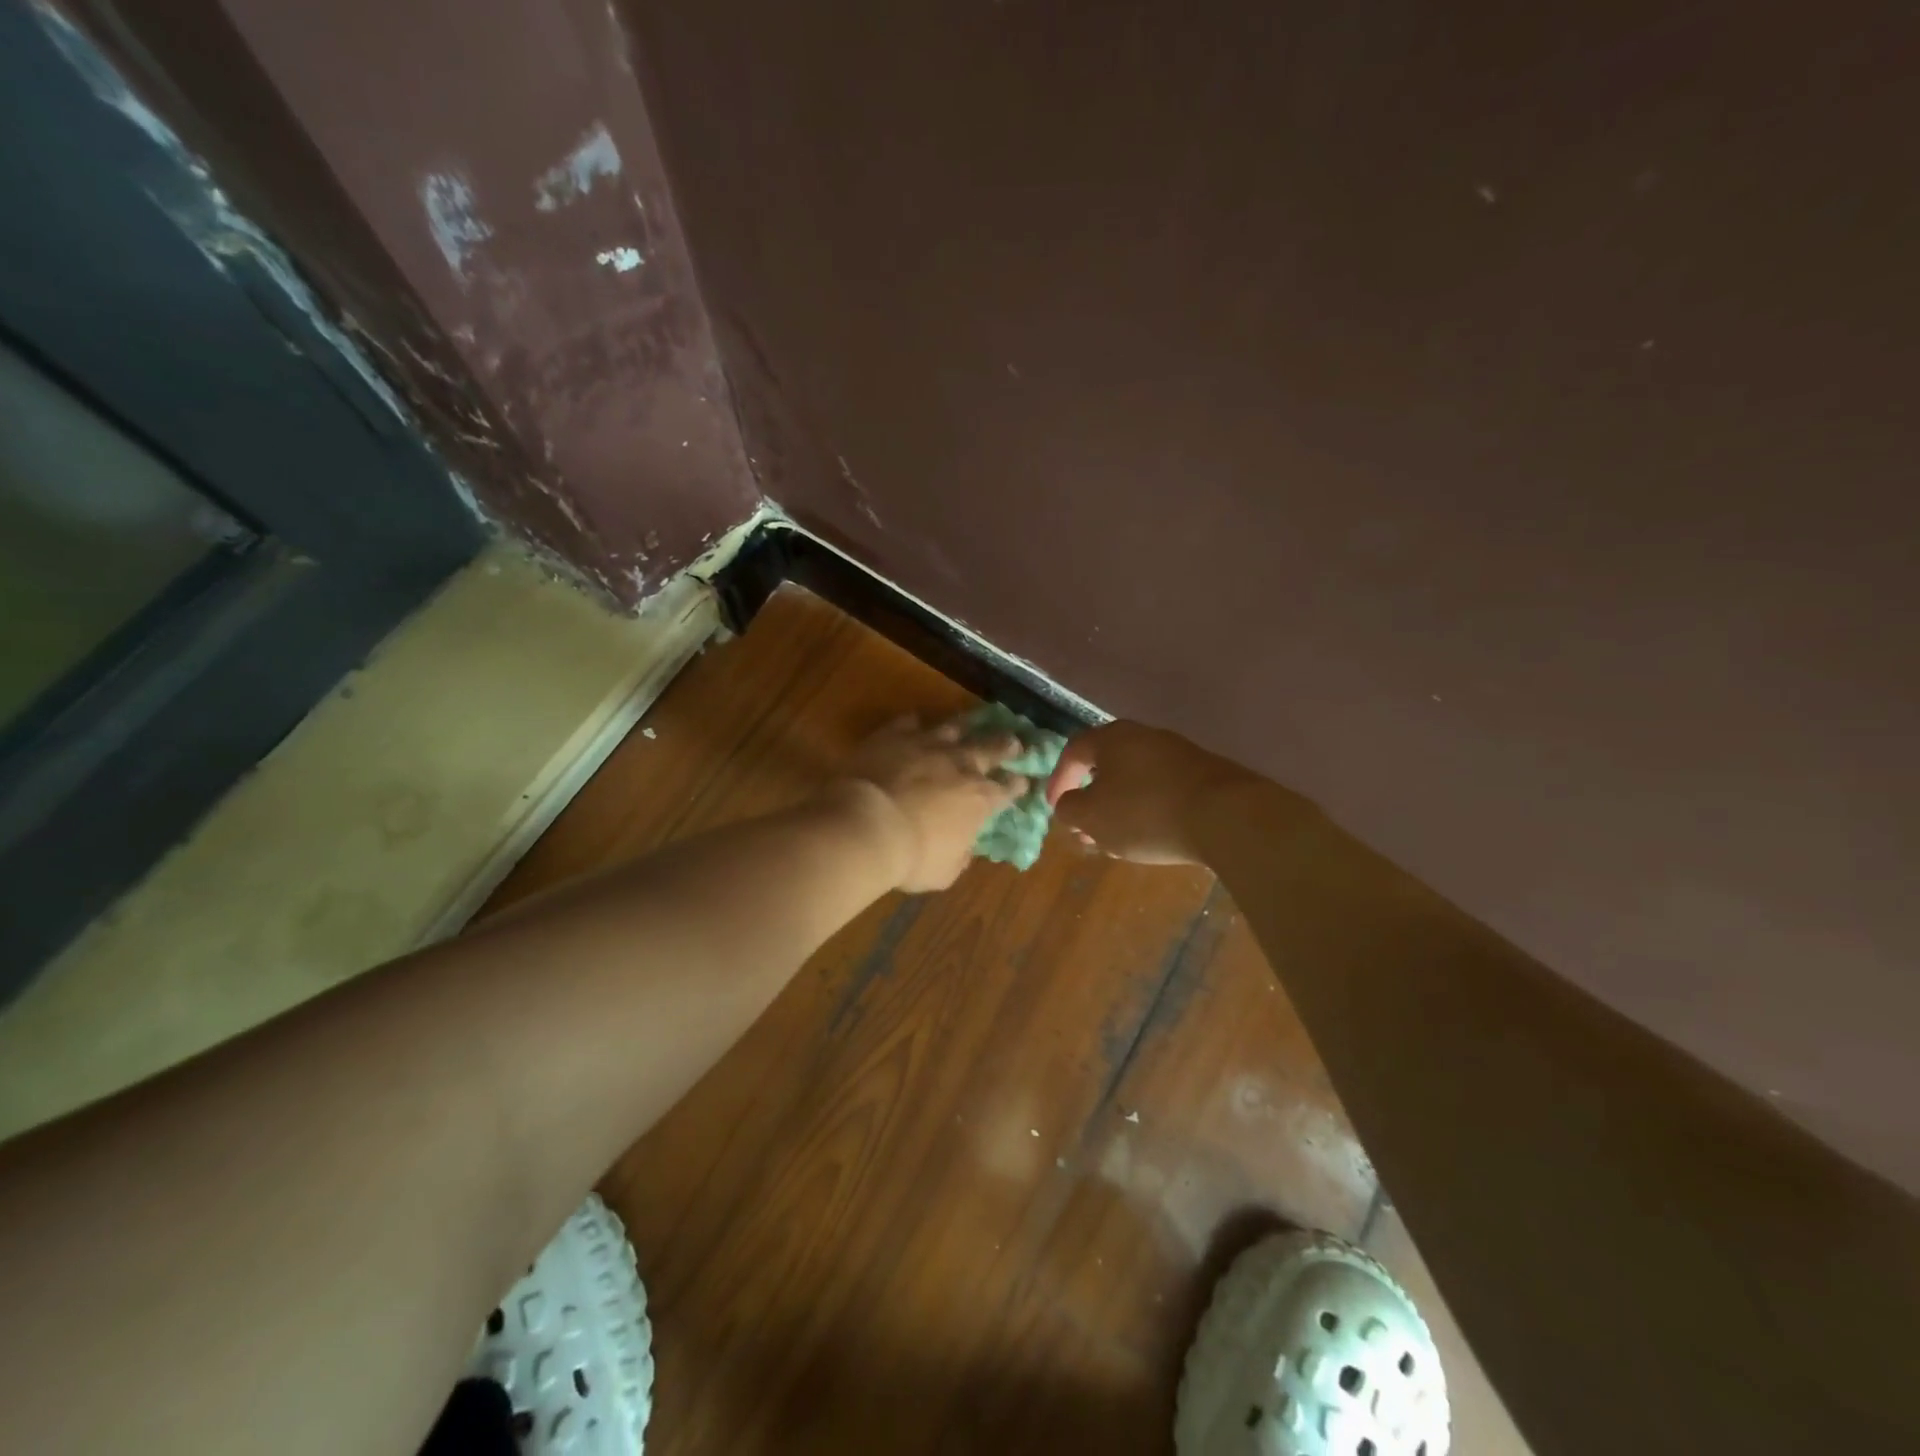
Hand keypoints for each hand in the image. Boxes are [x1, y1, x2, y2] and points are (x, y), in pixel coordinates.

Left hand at [834, 714, 1027, 891]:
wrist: (866, 825)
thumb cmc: (910, 857)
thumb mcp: (944, 871)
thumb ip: (958, 856)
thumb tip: (963, 851)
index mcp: (979, 799)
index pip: (1008, 789)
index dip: (1017, 785)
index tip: (1023, 781)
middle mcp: (961, 764)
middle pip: (991, 748)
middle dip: (1006, 746)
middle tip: (1015, 741)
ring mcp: (928, 744)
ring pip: (954, 728)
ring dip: (964, 728)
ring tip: (970, 725)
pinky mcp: (895, 735)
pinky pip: (909, 722)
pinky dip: (914, 725)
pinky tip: (915, 723)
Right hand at [1044, 720, 1258, 865]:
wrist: (1226, 816)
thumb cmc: (1145, 812)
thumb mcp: (1091, 816)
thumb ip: (1069, 808)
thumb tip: (1069, 803)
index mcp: (1113, 738)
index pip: (1073, 751)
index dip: (1058, 780)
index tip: (1053, 807)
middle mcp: (1145, 736)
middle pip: (1107, 764)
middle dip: (1091, 798)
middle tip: (1083, 827)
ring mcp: (1179, 754)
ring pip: (1136, 779)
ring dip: (1119, 807)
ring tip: (1114, 839)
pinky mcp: (1206, 775)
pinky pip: (1163, 790)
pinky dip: (1148, 810)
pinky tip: (1151, 837)